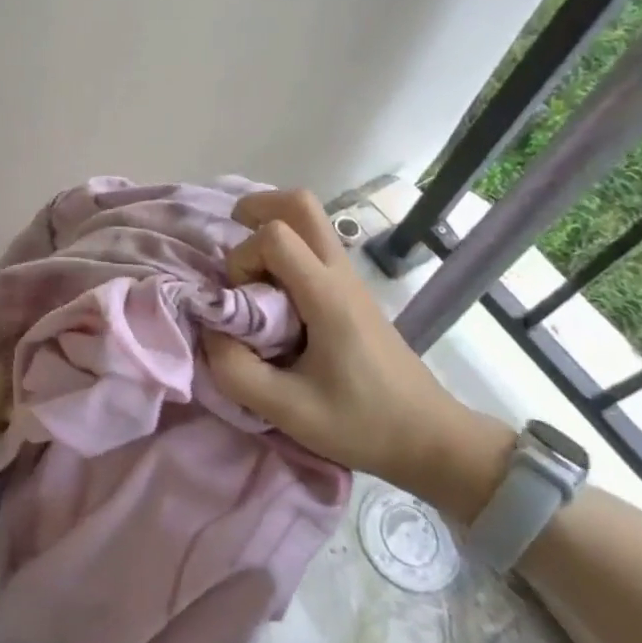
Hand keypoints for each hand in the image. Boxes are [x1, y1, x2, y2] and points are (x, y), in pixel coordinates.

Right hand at [204, 190, 514, 523]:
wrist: (431, 438)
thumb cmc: (363, 423)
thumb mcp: (290, 411)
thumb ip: (237, 372)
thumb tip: (210, 334)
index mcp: (327, 295)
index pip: (276, 236)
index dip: (243, 257)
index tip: (241, 301)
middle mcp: (340, 274)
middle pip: (301, 204)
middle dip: (258, 208)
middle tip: (232, 237)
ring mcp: (350, 279)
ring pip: (310, 219)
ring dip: (272, 226)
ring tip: (247, 266)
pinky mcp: (352, 292)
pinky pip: (315, 245)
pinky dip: (285, 247)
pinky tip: (271, 288)